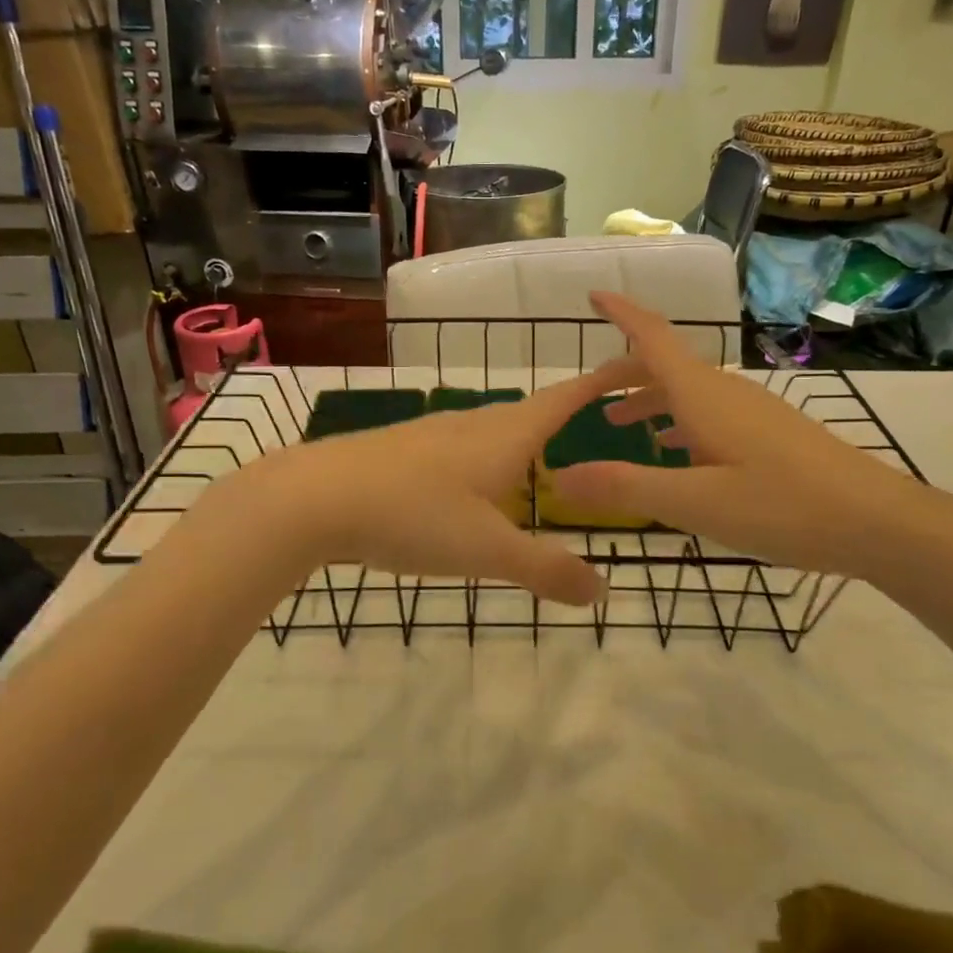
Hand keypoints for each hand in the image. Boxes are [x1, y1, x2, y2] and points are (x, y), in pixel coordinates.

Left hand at [201, 362, 634, 605]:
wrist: (312, 498)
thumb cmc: (411, 514)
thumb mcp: (486, 551)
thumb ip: (545, 570)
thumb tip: (604, 591)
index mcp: (505, 435)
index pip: (569, 397)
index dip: (605, 379)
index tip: (639, 361)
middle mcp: (473, 424)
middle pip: (532, 411)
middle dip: (568, 414)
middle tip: (597, 424)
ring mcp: (433, 435)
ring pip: (493, 431)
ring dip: (524, 441)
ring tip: (542, 463)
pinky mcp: (403, 451)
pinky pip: (462, 450)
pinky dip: (487, 461)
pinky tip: (473, 489)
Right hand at [548, 292, 943, 579]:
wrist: (879, 521)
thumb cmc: (784, 506)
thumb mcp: (695, 503)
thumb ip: (626, 487)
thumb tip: (560, 476)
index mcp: (704, 396)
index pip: (653, 339)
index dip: (622, 313)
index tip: (593, 294)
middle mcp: (726, 393)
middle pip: (667, 365)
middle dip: (625, 372)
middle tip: (590, 394)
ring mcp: (752, 413)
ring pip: (689, 393)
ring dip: (651, 401)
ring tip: (621, 426)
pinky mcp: (770, 435)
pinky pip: (711, 415)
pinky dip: (681, 424)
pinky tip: (678, 453)